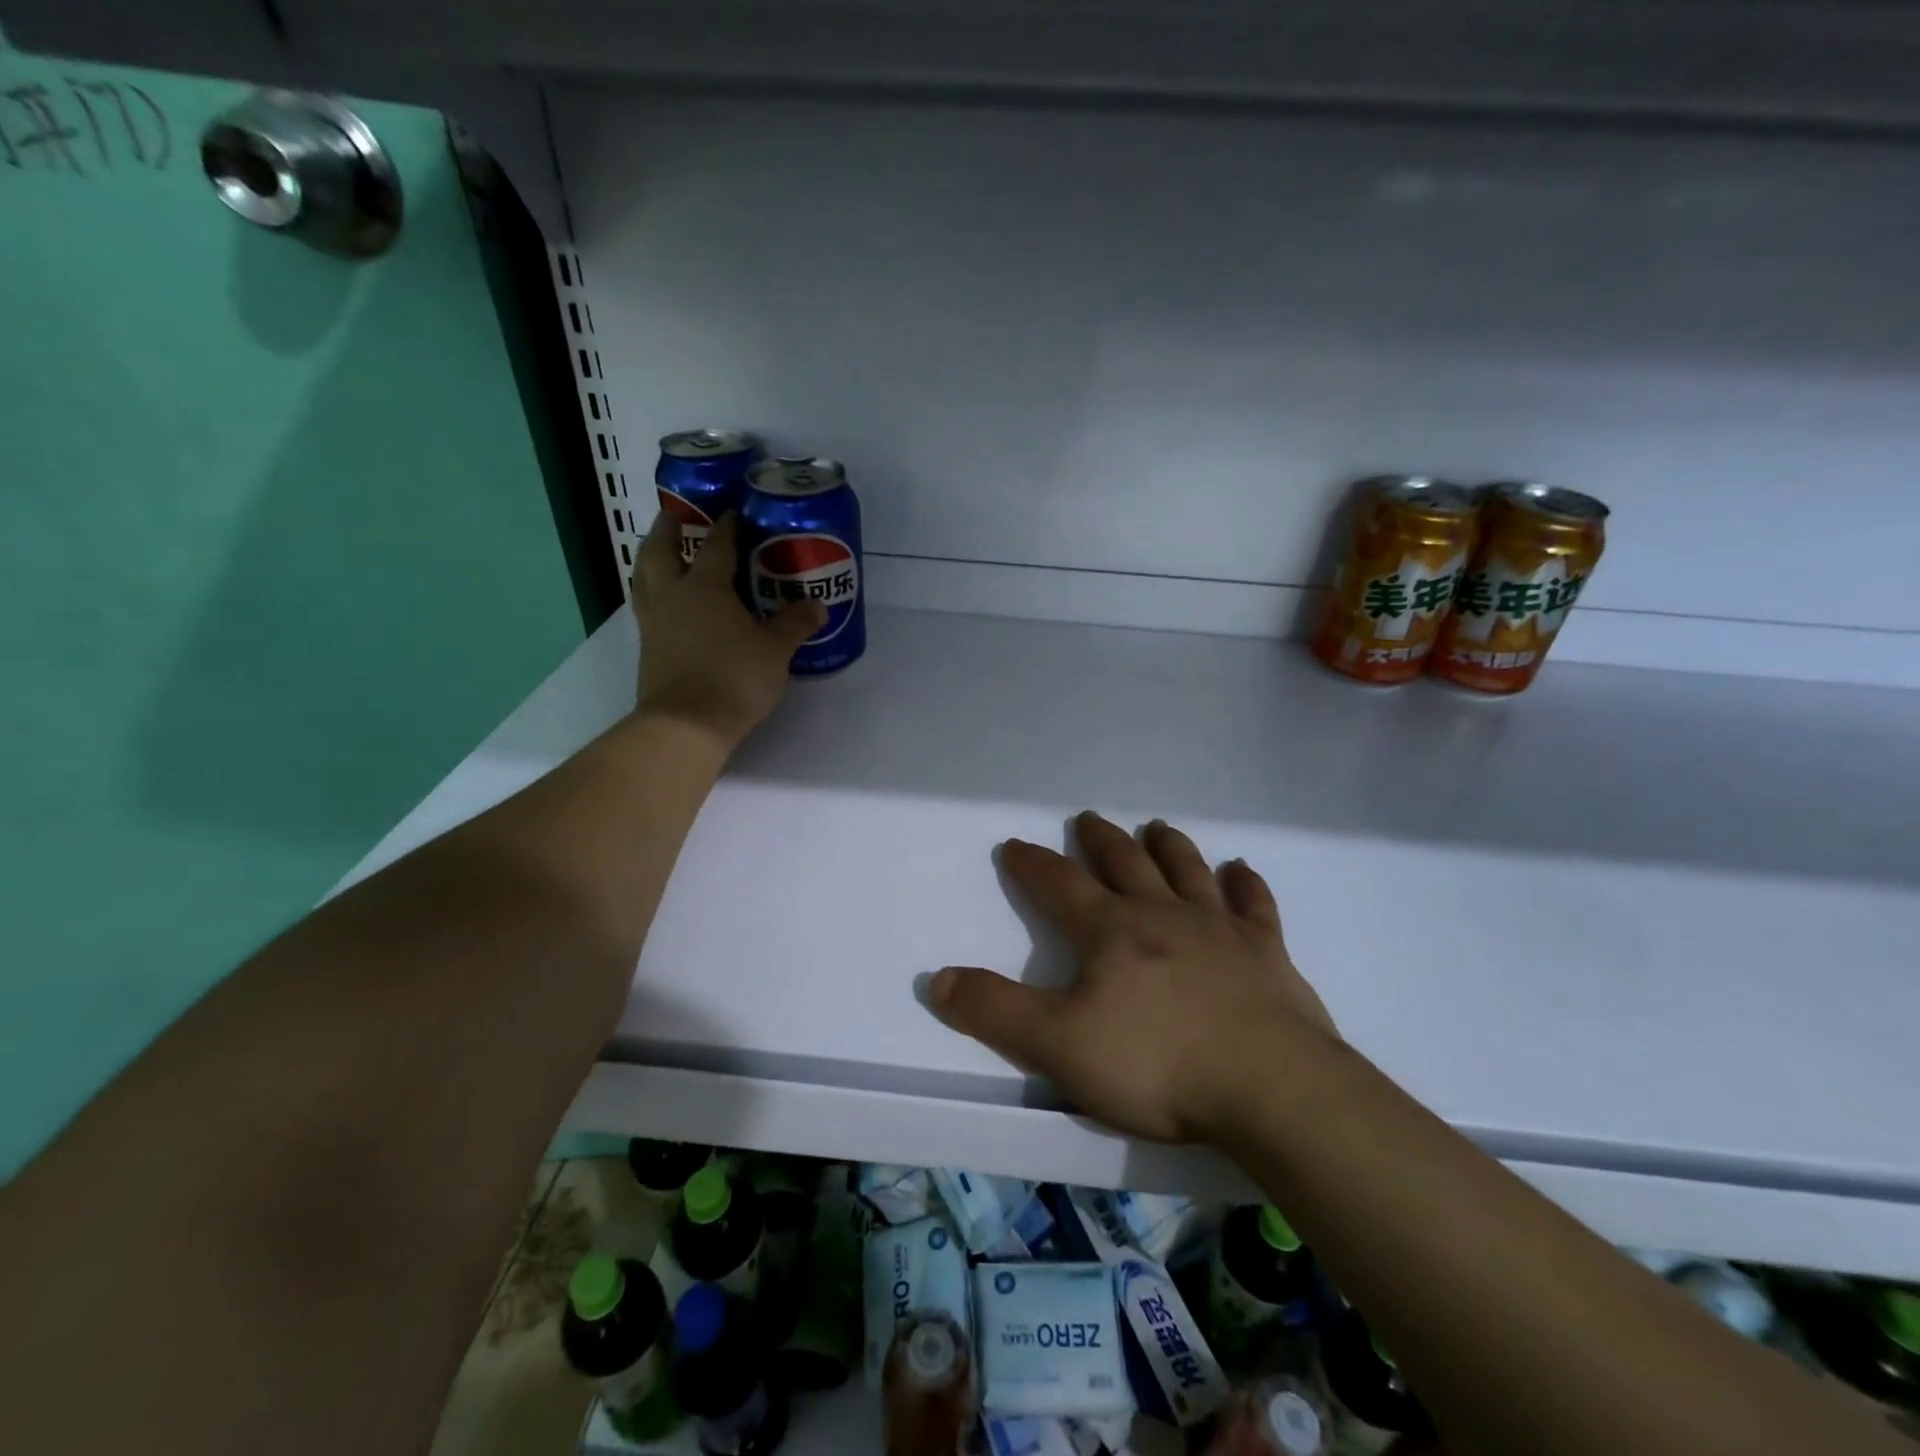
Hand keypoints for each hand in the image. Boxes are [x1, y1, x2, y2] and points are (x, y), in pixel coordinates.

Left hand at [631, 511, 823, 750]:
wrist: (686, 725)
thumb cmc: (734, 678)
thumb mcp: (775, 651)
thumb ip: (795, 625)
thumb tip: (818, 606)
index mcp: (705, 587)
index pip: (716, 546)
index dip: (726, 527)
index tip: (731, 512)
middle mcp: (673, 596)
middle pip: (660, 550)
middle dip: (667, 529)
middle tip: (674, 515)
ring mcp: (654, 622)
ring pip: (643, 577)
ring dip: (650, 559)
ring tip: (660, 552)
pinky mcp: (647, 648)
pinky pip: (646, 606)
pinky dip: (652, 593)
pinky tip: (667, 602)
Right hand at [929, 812, 1340, 1144]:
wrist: (1271, 1089)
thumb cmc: (1158, 1066)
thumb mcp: (1059, 1045)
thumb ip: (996, 1012)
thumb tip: (939, 979)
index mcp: (1111, 930)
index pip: (1060, 884)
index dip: (1033, 864)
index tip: (1015, 844)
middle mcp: (1163, 914)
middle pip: (1125, 863)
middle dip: (1100, 840)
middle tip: (1088, 817)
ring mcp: (1220, 928)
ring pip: (1187, 871)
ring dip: (1168, 846)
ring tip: (1156, 827)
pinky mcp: (1267, 953)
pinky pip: (1254, 905)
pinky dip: (1246, 884)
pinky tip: (1241, 871)